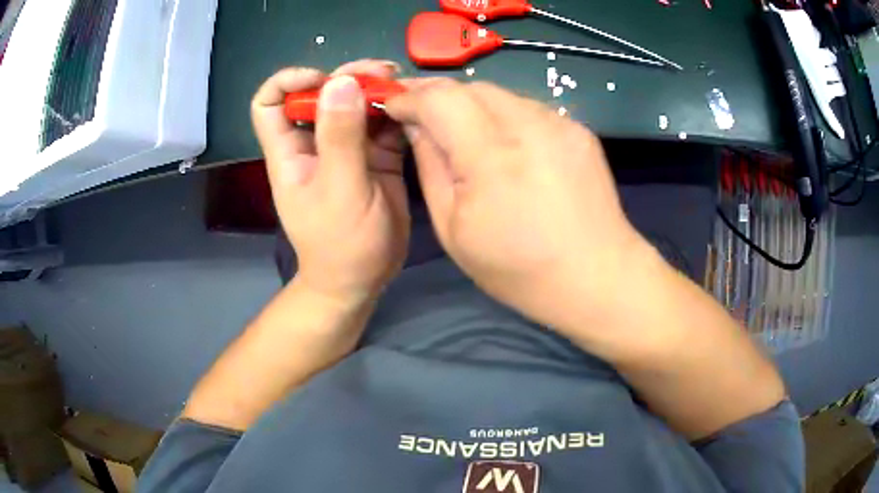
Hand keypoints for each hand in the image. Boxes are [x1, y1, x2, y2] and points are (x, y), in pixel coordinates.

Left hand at [252, 60, 409, 304]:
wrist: (363, 278)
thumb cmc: (341, 244)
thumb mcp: (341, 191)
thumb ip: (341, 138)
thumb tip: (341, 82)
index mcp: (291, 152)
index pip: (270, 103)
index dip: (289, 81)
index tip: (322, 79)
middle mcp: (315, 143)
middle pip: (321, 94)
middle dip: (347, 77)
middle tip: (381, 72)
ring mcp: (346, 148)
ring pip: (355, 104)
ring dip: (376, 89)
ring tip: (401, 83)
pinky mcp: (374, 157)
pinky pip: (383, 123)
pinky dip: (396, 111)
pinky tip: (413, 107)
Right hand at [385, 80, 647, 328]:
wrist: (596, 276)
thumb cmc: (518, 269)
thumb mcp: (454, 229)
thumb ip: (431, 167)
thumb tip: (417, 126)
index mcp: (492, 156)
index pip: (439, 98)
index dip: (409, 96)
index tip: (392, 104)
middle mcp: (529, 126)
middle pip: (471, 87)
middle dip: (438, 96)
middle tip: (421, 117)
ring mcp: (559, 123)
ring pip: (500, 94)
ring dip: (473, 106)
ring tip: (465, 136)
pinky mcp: (578, 129)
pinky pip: (528, 109)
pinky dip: (505, 118)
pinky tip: (508, 148)